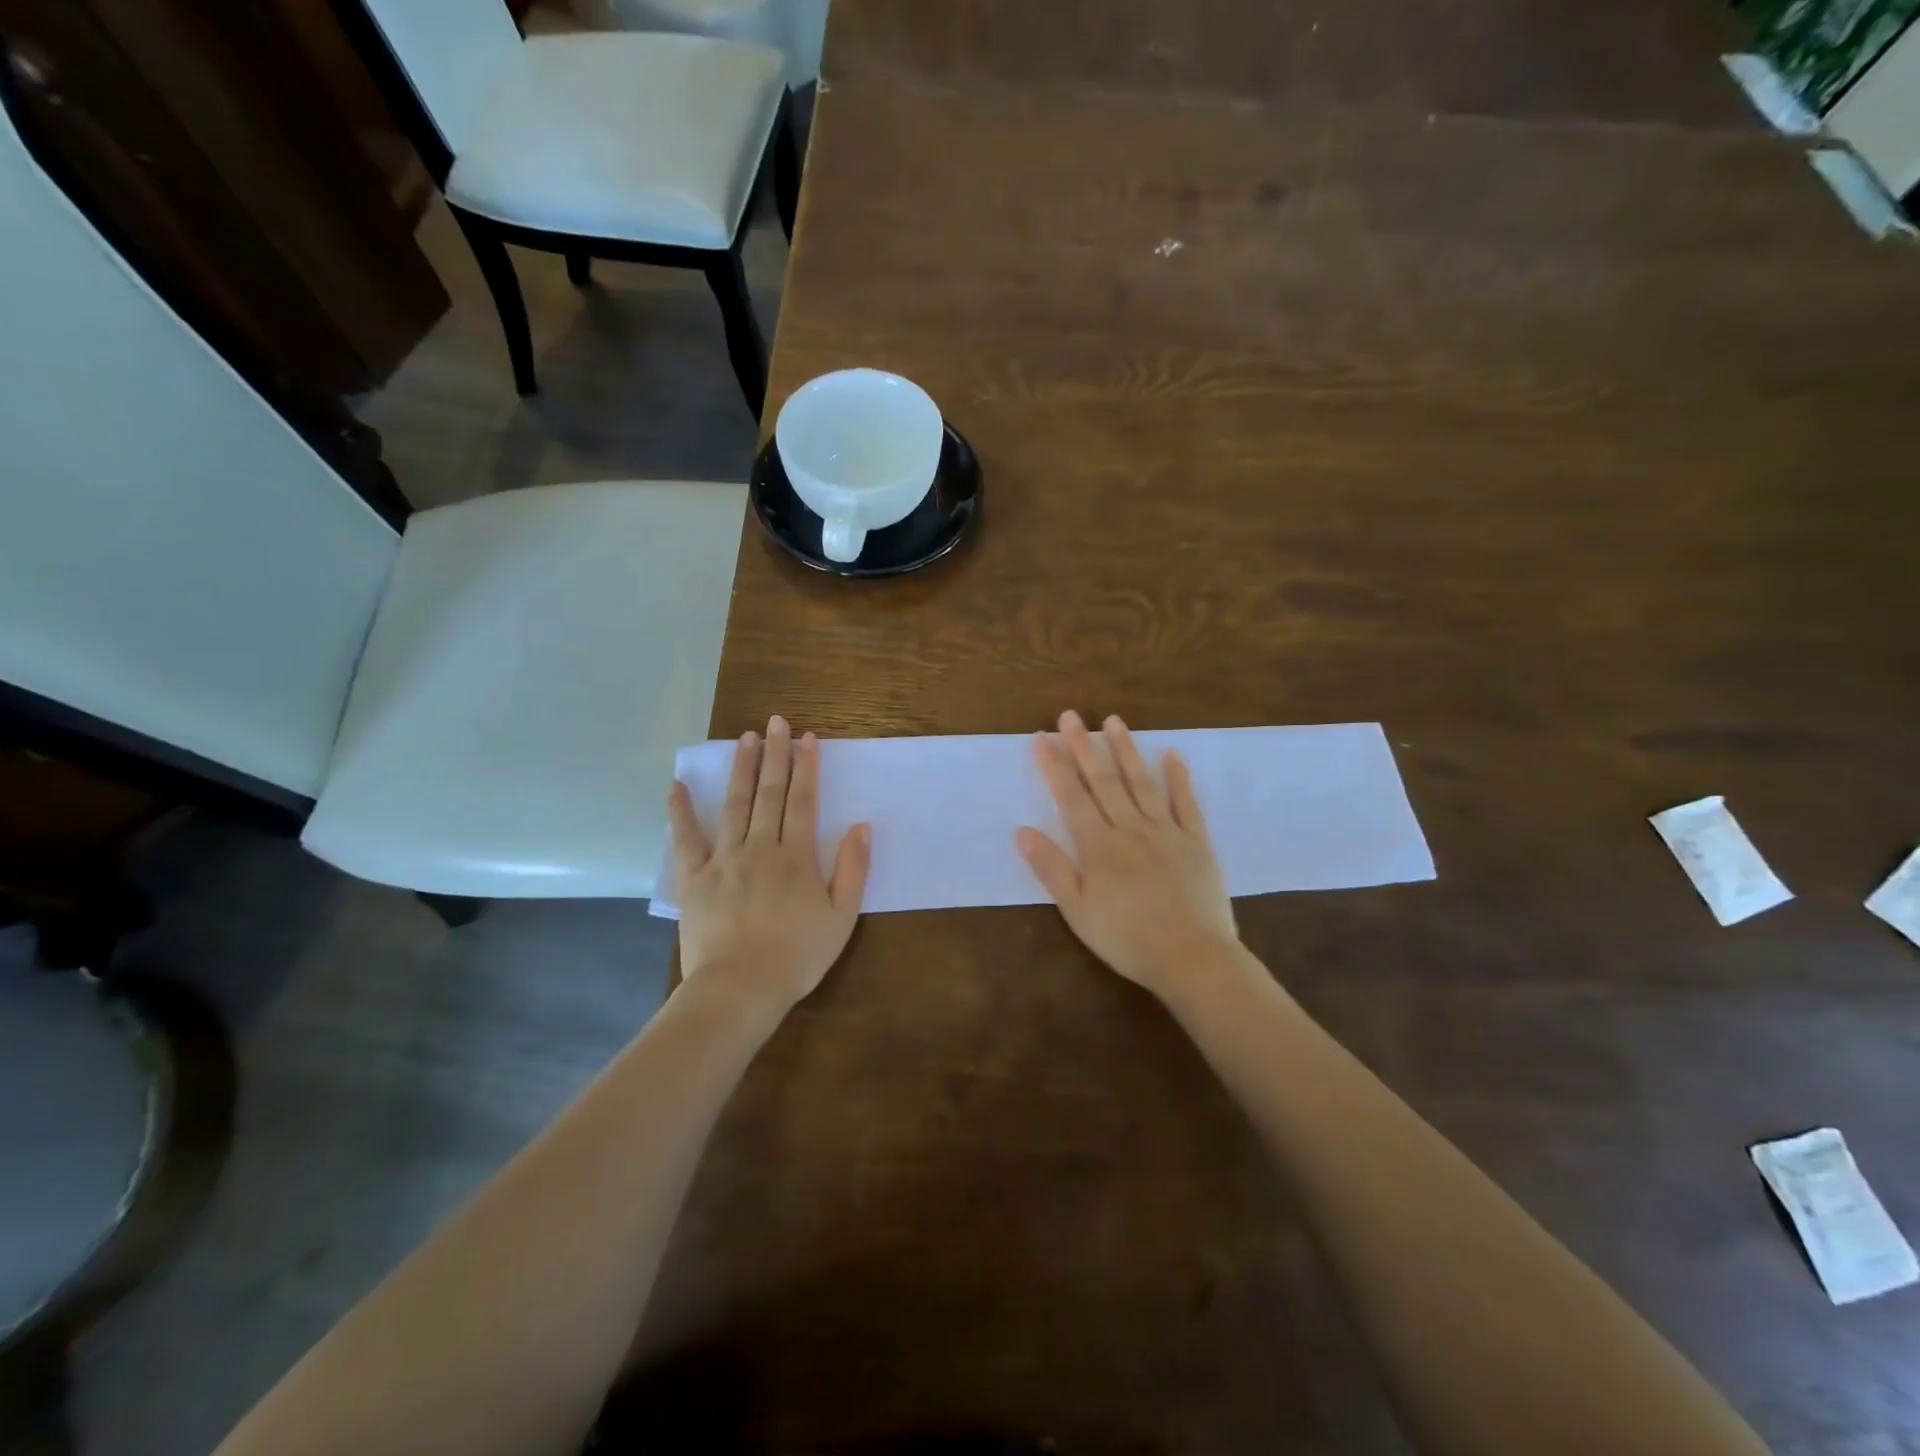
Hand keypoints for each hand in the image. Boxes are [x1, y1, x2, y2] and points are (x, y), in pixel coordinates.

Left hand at [668, 716, 871, 1017]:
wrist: (741, 989)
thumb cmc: (797, 956)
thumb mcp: (842, 917)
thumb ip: (853, 869)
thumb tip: (861, 825)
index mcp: (797, 857)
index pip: (804, 802)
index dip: (807, 768)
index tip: (807, 738)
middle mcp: (761, 847)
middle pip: (770, 793)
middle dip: (775, 755)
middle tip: (775, 722)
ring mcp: (724, 860)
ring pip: (734, 805)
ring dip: (740, 769)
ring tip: (744, 738)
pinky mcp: (694, 878)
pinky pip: (686, 838)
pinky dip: (680, 811)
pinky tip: (676, 786)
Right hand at [1016, 710, 1239, 1000]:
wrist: (1191, 957)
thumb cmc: (1126, 938)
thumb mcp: (1077, 910)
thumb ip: (1051, 868)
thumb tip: (1022, 831)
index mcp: (1098, 846)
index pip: (1071, 798)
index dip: (1054, 767)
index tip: (1040, 738)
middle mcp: (1130, 828)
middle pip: (1103, 781)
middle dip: (1084, 746)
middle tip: (1071, 715)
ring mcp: (1166, 831)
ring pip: (1141, 782)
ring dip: (1125, 750)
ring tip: (1113, 721)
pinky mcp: (1196, 841)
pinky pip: (1186, 802)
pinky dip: (1179, 777)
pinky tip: (1172, 754)